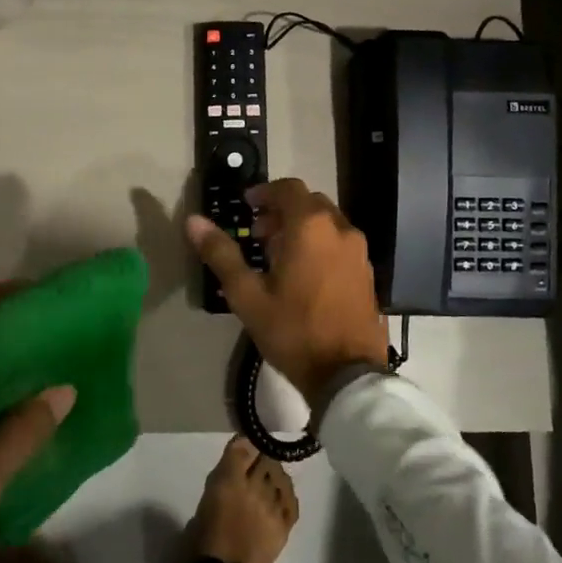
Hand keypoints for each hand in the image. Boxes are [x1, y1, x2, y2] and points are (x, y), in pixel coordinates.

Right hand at [186, 178, 387, 400]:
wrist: (347, 374)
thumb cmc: (292, 330)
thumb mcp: (247, 295)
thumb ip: (221, 254)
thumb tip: (194, 221)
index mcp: (311, 227)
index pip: (288, 188)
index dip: (265, 192)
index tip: (246, 206)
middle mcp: (340, 230)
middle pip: (309, 203)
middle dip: (282, 211)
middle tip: (258, 234)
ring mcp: (359, 252)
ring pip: (327, 224)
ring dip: (301, 229)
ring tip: (278, 257)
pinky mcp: (367, 273)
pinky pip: (340, 244)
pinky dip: (320, 245)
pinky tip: (304, 276)